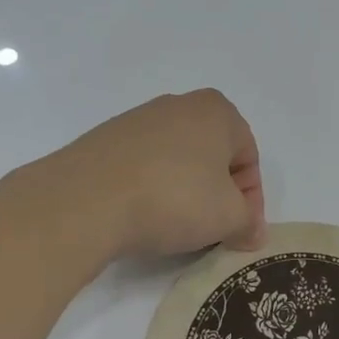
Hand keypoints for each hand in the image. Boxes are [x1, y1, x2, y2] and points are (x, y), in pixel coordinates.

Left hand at [48, 89, 265, 259]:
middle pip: (212, 156)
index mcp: (216, 111)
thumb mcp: (228, 218)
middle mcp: (179, 105)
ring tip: (175, 228)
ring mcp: (137, 120)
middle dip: (217, 194)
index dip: (250, 199)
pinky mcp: (105, 140)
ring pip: (177, 161)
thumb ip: (248, 223)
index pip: (248, 158)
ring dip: (184, 193)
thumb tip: (252, 233)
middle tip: (212, 230)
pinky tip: (142, 217)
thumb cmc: (174, 199)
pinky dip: (151, 190)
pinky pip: (143, 167)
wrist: (85, 201)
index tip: (240, 231)